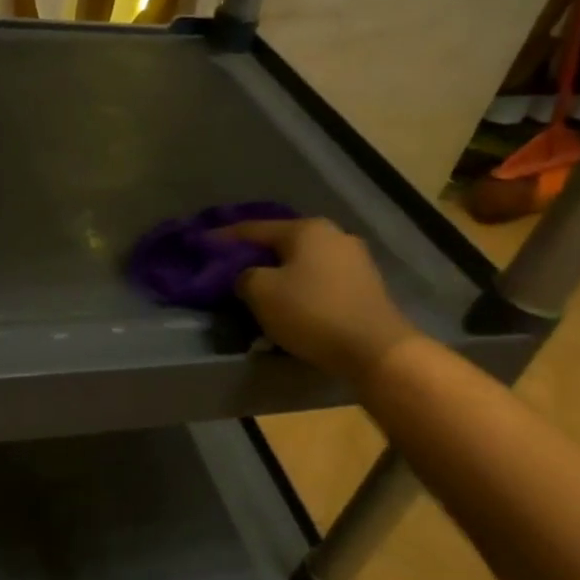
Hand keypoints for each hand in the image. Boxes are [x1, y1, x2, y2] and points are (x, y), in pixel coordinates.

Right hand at [218, 217, 420, 389]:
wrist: (377, 351)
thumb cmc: (312, 313)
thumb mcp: (261, 293)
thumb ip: (244, 277)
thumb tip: (248, 276)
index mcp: (306, 229)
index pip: (254, 228)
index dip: (224, 237)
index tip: (202, 243)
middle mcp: (333, 235)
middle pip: (282, 244)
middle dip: (256, 257)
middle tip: (231, 271)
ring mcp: (354, 260)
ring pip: (302, 264)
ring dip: (280, 276)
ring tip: (259, 294)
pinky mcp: (366, 286)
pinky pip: (321, 281)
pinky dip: (301, 290)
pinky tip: (290, 306)